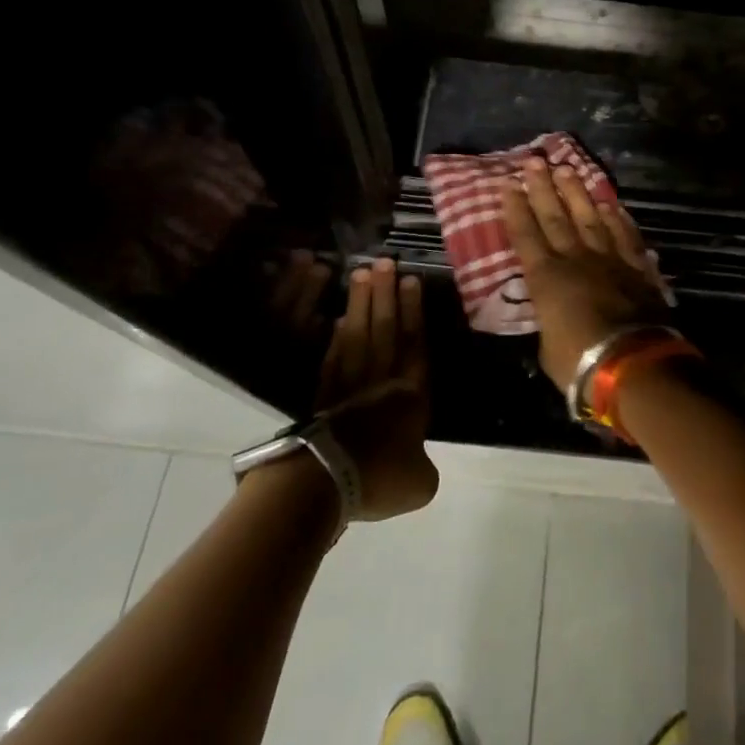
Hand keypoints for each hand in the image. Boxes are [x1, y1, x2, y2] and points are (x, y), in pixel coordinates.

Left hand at [314, 258, 437, 521]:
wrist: (325, 483)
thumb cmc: (379, 477)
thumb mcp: (419, 483)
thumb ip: (422, 465)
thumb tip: (416, 461)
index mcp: (410, 396)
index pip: (414, 343)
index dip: (413, 311)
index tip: (411, 280)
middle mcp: (380, 381)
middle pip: (385, 329)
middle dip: (386, 294)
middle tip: (384, 261)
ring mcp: (348, 386)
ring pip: (359, 335)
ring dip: (362, 304)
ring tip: (362, 274)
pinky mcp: (322, 397)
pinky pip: (333, 358)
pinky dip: (338, 337)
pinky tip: (340, 319)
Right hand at [501, 157, 669, 390]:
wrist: (631, 362)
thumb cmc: (578, 362)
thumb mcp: (547, 346)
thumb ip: (548, 319)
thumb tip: (552, 313)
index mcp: (545, 277)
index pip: (525, 234)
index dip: (515, 208)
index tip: (509, 183)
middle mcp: (574, 258)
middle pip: (554, 216)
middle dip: (542, 187)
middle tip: (534, 161)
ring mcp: (608, 258)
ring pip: (589, 217)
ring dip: (577, 192)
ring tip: (567, 169)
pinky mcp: (636, 266)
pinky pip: (624, 234)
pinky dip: (616, 217)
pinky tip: (610, 203)